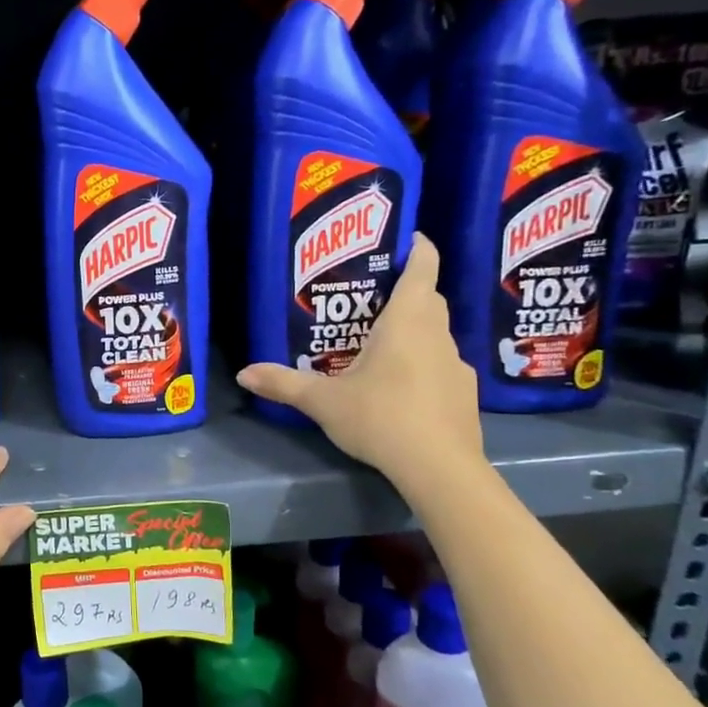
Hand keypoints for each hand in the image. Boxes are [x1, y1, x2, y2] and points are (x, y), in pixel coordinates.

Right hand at [237, 235, 484, 491]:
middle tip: (374, 297)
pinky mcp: (464, 395)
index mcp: (407, 322)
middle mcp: (438, 335)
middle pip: (429, 300)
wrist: (440, 468)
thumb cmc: (381, 417)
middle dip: (409, 291)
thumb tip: (243, 374)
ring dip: (416, 331)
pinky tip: (402, 389)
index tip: (409, 238)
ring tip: (382, 345)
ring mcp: (457, 366)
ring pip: (437, 334)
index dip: (418, 248)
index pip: (423, 269)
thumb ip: (284, 384)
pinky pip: (442, 367)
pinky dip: (424, 366)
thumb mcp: (323, 401)